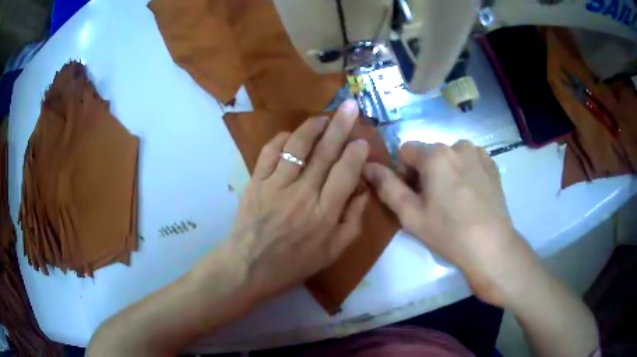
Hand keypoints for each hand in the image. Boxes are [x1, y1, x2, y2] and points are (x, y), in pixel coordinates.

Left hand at [225, 100, 369, 301]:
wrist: (248, 268)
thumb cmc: (293, 264)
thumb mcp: (332, 253)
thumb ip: (353, 222)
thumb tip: (364, 192)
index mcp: (324, 215)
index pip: (345, 174)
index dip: (356, 153)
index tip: (362, 140)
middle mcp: (302, 195)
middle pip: (325, 153)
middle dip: (340, 126)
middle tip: (350, 107)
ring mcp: (276, 186)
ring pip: (297, 147)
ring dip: (312, 127)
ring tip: (323, 117)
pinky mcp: (256, 182)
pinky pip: (269, 153)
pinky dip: (282, 139)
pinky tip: (291, 134)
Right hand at [364, 140, 521, 305]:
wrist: (491, 246)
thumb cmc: (448, 232)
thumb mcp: (410, 214)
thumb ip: (386, 186)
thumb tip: (368, 165)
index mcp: (436, 154)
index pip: (406, 151)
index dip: (403, 173)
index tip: (413, 197)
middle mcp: (458, 145)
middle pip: (429, 154)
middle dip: (425, 173)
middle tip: (433, 203)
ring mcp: (478, 153)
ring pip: (449, 157)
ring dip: (445, 172)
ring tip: (453, 201)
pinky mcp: (492, 164)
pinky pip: (468, 161)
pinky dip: (463, 173)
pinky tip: (469, 197)